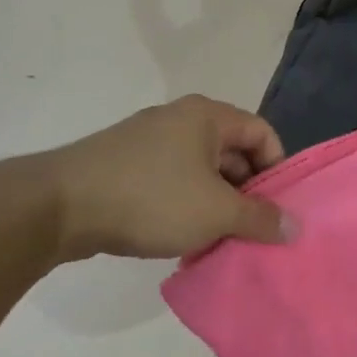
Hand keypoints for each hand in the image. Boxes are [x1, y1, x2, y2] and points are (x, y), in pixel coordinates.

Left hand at [36, 95, 293, 262]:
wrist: (61, 205)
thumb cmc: (151, 198)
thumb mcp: (216, 212)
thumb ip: (260, 219)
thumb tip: (294, 227)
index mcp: (207, 116)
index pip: (262, 133)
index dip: (277, 169)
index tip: (276, 209)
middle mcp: (180, 118)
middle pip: (232, 151)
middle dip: (246, 192)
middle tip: (250, 230)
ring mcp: (148, 139)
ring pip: (200, 170)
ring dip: (215, 204)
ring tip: (218, 240)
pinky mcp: (125, 163)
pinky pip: (171, 180)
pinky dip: (185, 205)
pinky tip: (181, 237)